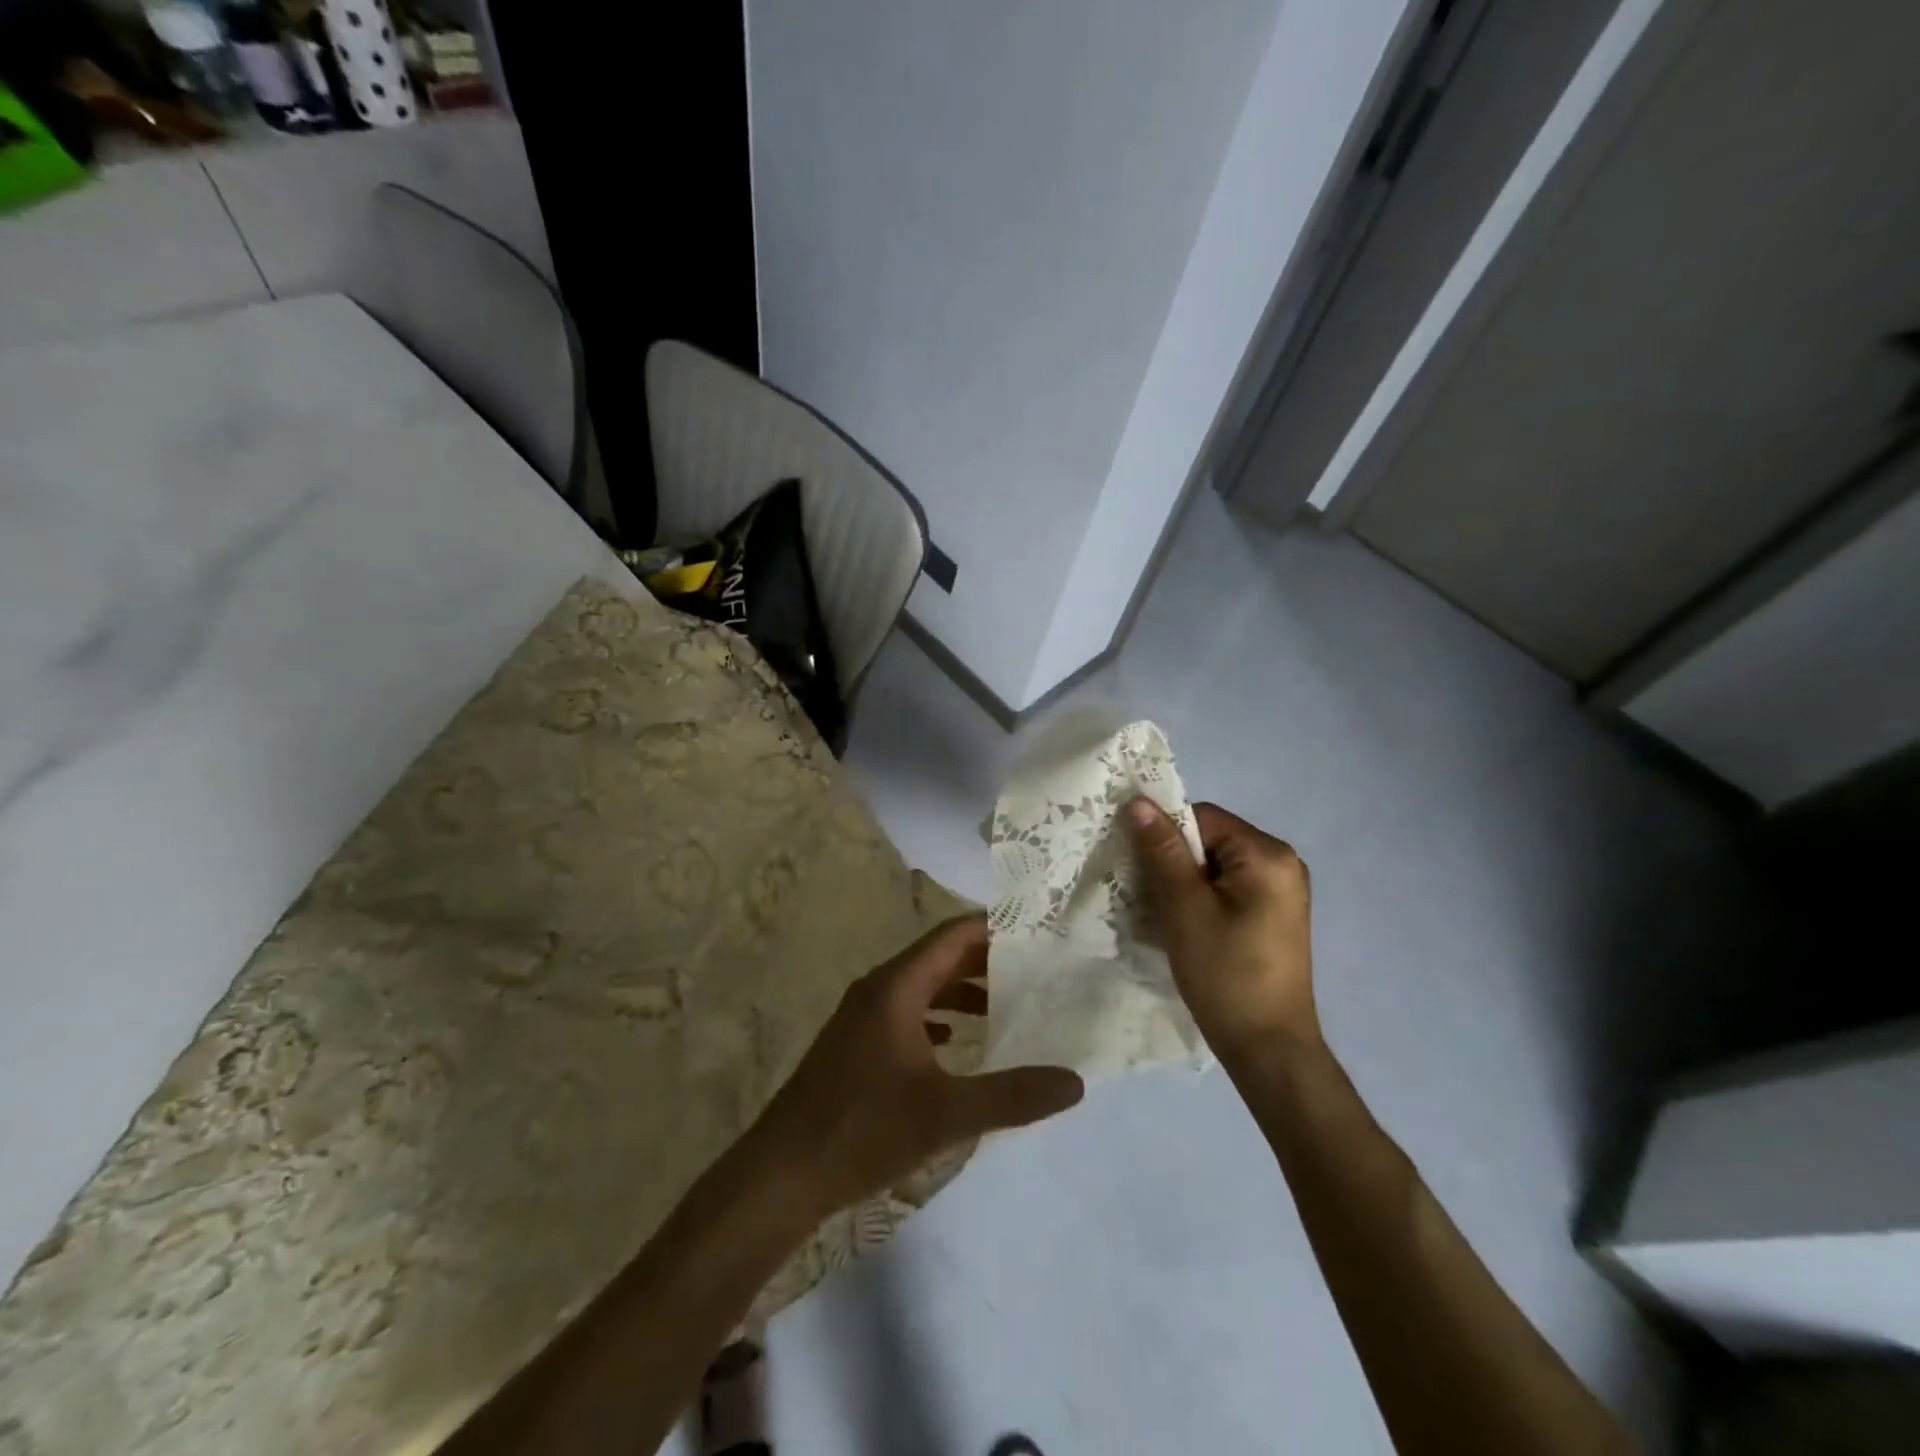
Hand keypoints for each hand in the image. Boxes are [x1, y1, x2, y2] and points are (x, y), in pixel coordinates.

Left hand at [747, 915, 1083, 1221]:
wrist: (780, 1175)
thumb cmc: (862, 1131)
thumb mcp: (946, 1115)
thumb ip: (1012, 1096)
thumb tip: (1074, 1082)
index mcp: (896, 987)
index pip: (952, 935)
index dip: (994, 927)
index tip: (1035, 930)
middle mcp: (877, 990)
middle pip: (938, 957)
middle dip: (984, 959)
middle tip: (1033, 967)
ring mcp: (861, 1017)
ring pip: (921, 986)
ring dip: (960, 990)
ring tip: (1004, 1005)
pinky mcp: (854, 1045)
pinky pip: (905, 1013)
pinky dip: (937, 1016)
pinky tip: (956, 1043)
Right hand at [1123, 799, 1319, 1061]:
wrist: (1267, 1047)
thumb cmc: (1225, 973)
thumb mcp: (1185, 907)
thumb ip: (1163, 851)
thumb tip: (1138, 801)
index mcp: (1268, 854)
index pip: (1203, 818)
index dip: (1166, 834)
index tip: (1139, 864)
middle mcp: (1283, 863)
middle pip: (1211, 840)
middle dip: (1174, 860)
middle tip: (1146, 891)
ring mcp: (1281, 891)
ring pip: (1216, 866)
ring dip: (1184, 881)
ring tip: (1162, 911)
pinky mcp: (1273, 915)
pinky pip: (1228, 888)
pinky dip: (1201, 898)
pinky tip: (1184, 924)